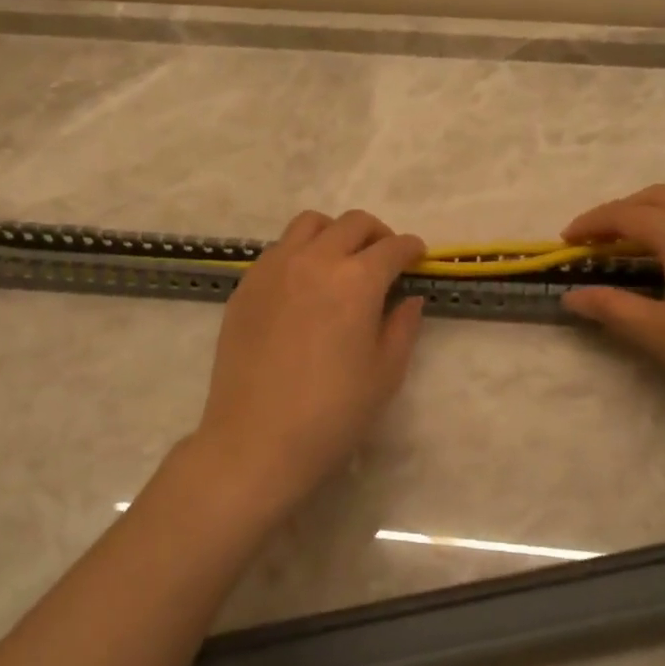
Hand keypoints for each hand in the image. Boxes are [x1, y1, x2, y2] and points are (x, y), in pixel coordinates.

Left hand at [192, 209, 426, 517]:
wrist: (256, 441)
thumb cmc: (332, 413)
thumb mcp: (385, 372)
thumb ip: (403, 325)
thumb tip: (409, 297)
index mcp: (357, 280)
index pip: (392, 247)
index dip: (411, 249)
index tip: (418, 257)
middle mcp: (315, 260)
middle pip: (353, 224)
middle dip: (377, 234)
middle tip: (384, 259)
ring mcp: (274, 268)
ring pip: (310, 224)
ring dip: (335, 233)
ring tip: (341, 262)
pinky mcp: (246, 285)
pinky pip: (279, 249)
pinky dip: (300, 252)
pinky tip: (304, 286)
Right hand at [560, 185, 664, 440]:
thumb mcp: (659, 334)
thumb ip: (611, 309)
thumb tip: (571, 296)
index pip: (625, 215)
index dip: (591, 224)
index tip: (565, 240)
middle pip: (656, 198)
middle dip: (620, 213)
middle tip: (594, 239)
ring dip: (653, 210)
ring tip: (632, 237)